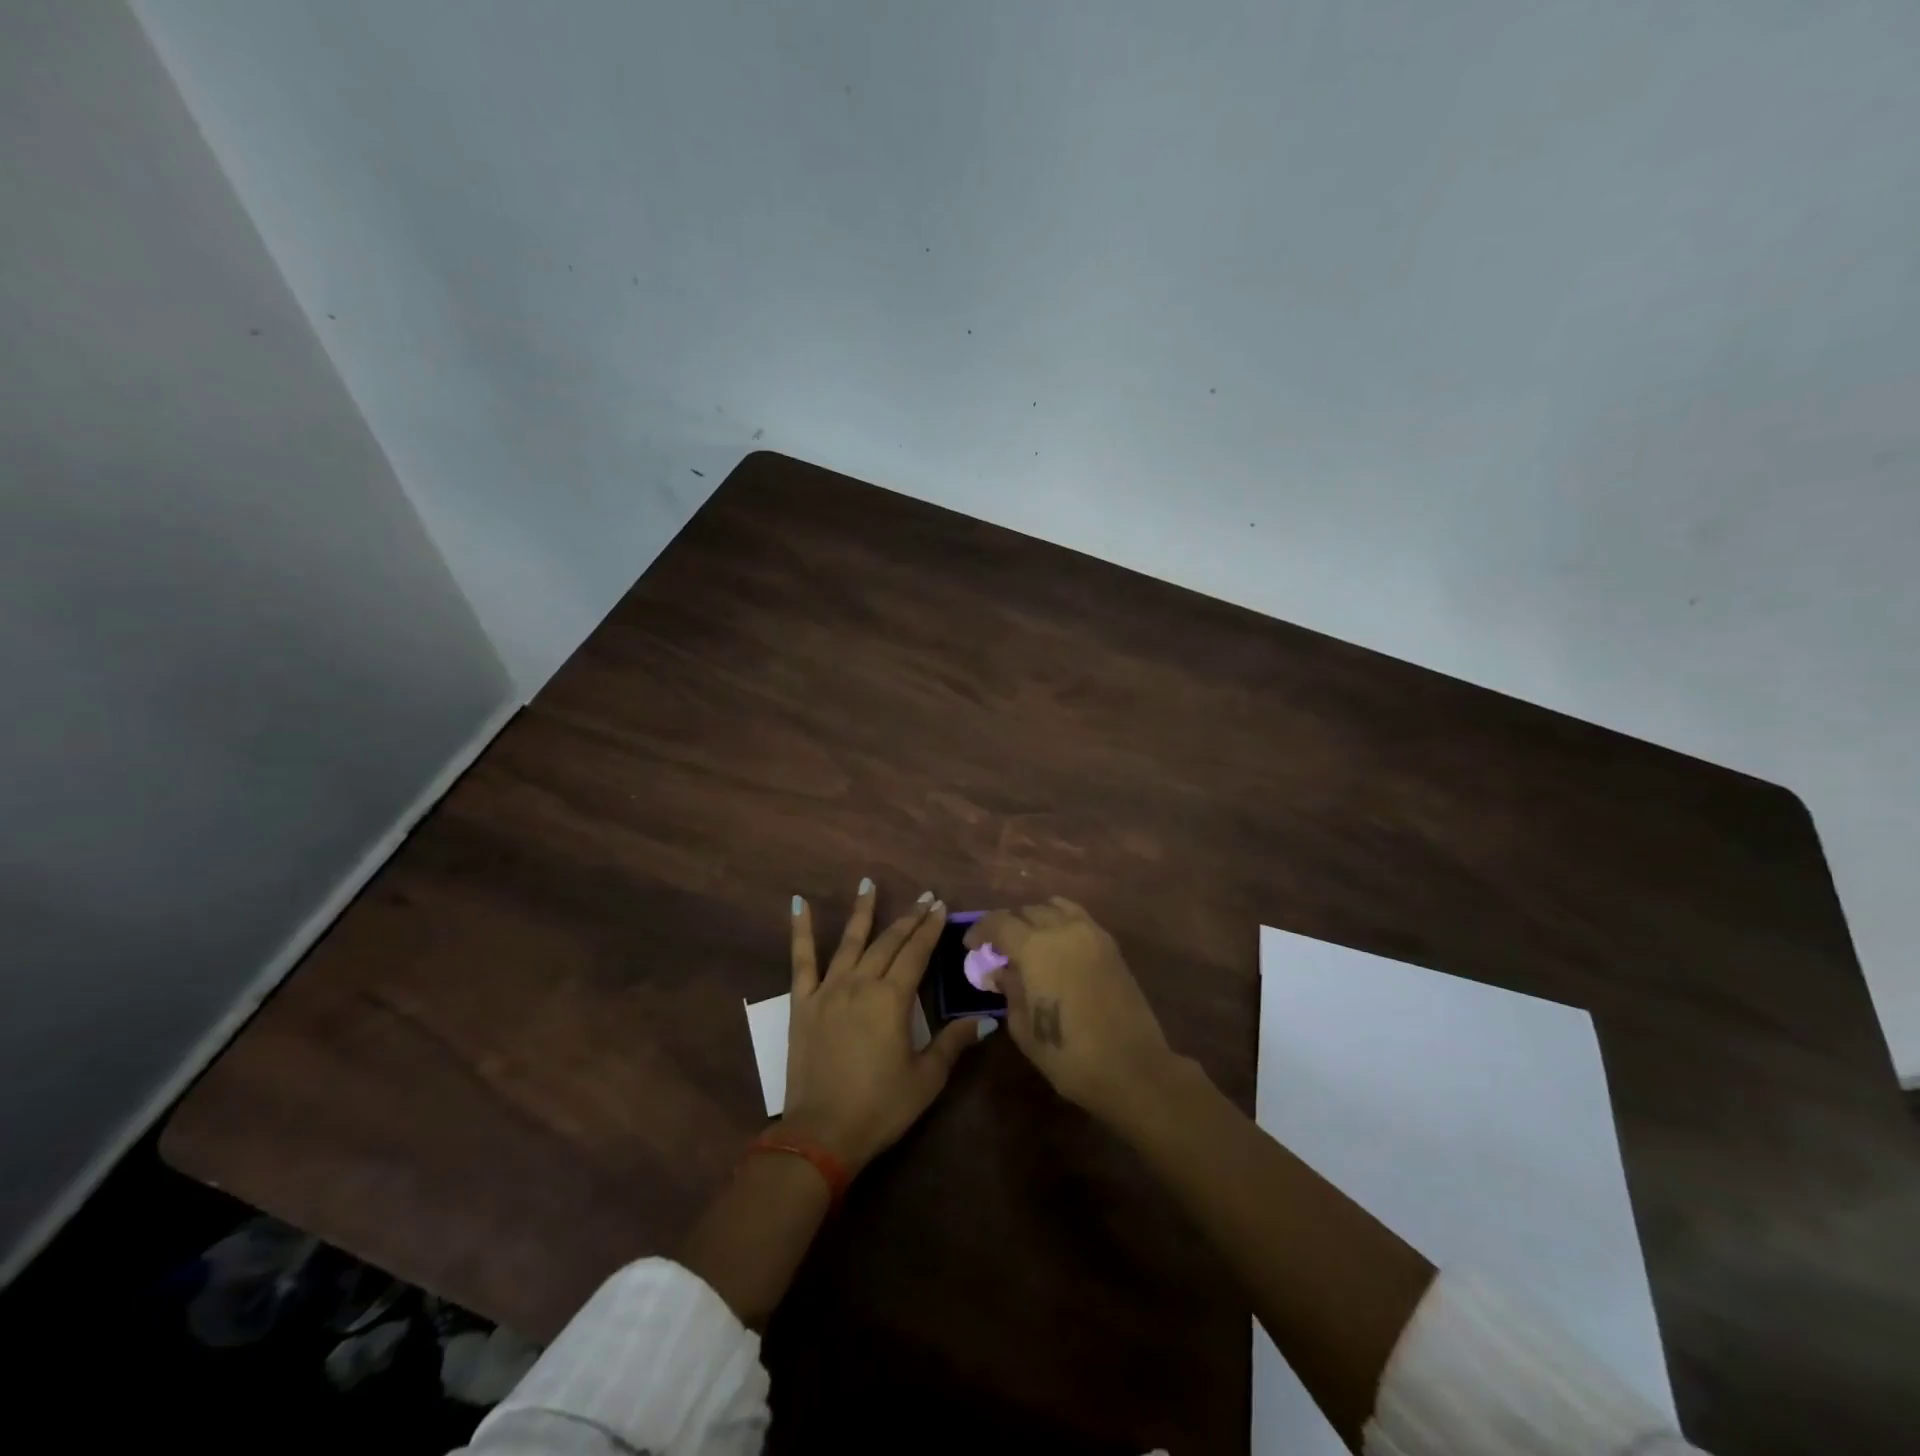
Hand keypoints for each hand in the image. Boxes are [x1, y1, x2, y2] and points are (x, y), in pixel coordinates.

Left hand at [784, 880, 980, 1172]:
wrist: (821, 1134)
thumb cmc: (880, 1107)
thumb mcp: (926, 1079)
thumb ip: (953, 1043)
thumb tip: (985, 1019)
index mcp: (892, 999)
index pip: (917, 954)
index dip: (929, 929)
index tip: (939, 906)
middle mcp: (861, 984)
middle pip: (888, 943)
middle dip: (908, 918)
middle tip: (923, 897)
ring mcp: (828, 990)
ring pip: (850, 942)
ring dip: (862, 911)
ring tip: (868, 884)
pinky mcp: (802, 1003)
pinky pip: (801, 960)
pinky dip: (800, 930)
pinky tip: (798, 904)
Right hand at [964, 897, 1174, 1124]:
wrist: (1131, 1068)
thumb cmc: (1069, 1055)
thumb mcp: (1023, 1027)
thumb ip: (1009, 989)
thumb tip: (1001, 970)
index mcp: (1035, 947)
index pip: (999, 923)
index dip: (981, 931)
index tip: (971, 946)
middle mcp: (1062, 929)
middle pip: (1026, 911)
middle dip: (1007, 926)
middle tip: (999, 949)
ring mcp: (1090, 933)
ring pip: (1054, 908)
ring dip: (1035, 919)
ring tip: (1029, 942)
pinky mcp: (1110, 944)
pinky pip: (1078, 917)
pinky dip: (1061, 920)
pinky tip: (1057, 943)